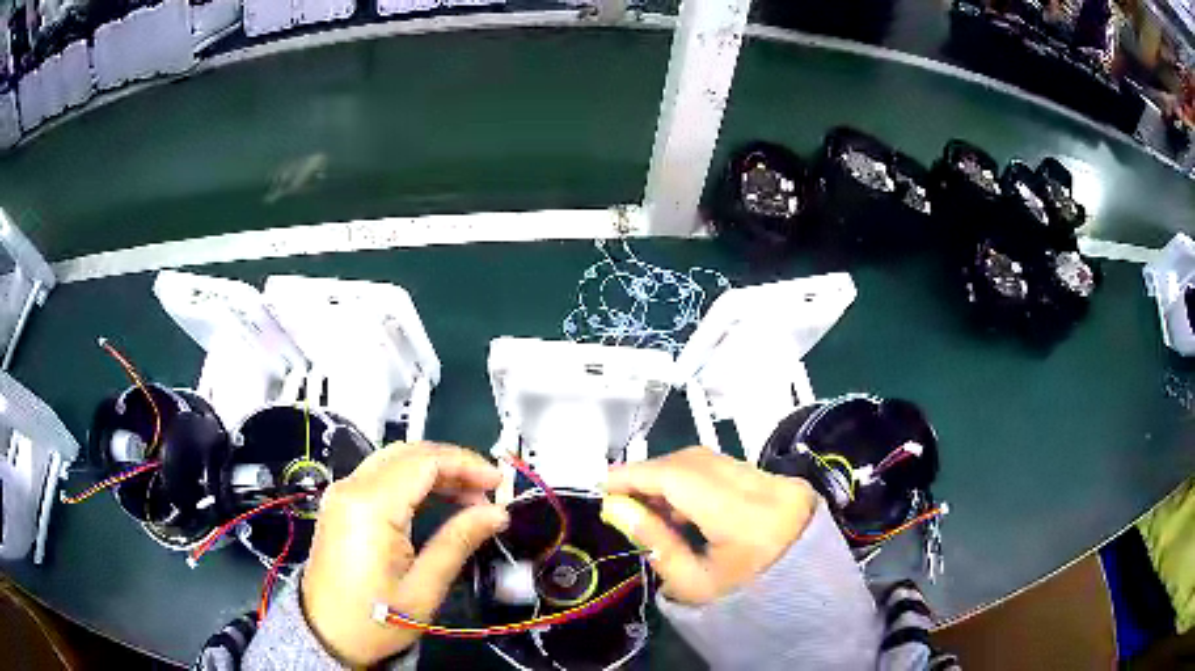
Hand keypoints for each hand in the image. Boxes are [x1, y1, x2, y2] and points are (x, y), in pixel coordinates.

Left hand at [301, 442, 508, 665]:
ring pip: (394, 460)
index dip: (466, 464)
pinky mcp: (341, 504)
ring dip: (433, 470)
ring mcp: (342, 494)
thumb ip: (458, 542)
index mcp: (370, 506)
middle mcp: (351, 488)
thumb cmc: (375, 619)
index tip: (499, 483)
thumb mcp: (424, 588)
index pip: (424, 461)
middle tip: (487, 491)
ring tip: (469, 498)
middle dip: (452, 464)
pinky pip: (381, 476)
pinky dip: (412, 480)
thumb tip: (497, 514)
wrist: (327, 635)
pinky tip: (436, 501)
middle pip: (408, 452)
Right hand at [602, 447, 816, 605]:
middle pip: (697, 460)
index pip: (682, 479)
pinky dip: (698, 479)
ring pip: (712, 460)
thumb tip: (616, 506)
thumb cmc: (744, 605)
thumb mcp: (692, 583)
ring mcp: (779, 481)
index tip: (603, 484)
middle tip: (623, 495)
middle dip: (653, 472)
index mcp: (748, 520)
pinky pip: (729, 468)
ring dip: (675, 475)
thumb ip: (654, 540)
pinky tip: (682, 504)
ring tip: (650, 504)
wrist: (801, 604)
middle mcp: (768, 489)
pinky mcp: (782, 482)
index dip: (637, 475)